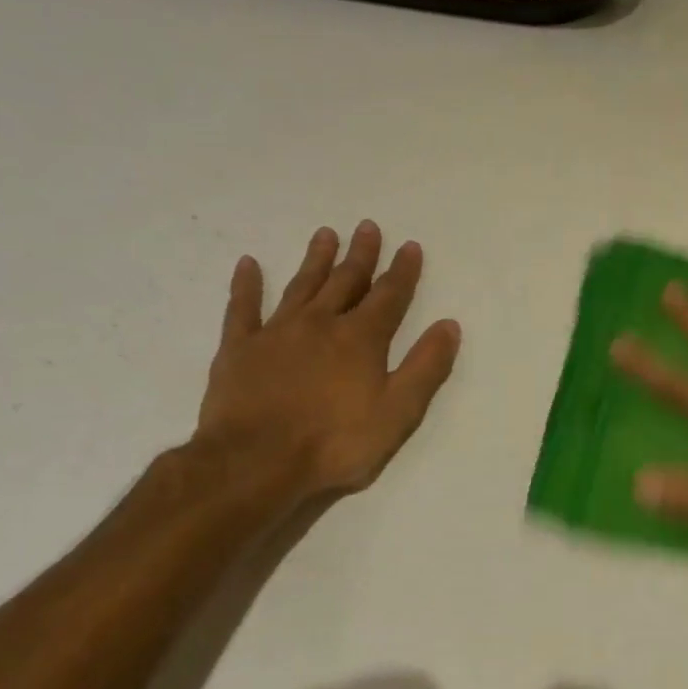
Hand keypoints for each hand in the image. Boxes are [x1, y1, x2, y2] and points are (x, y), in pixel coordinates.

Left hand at [194, 221, 460, 505]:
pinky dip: (246, 286)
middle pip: (345, 281)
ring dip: (315, 260)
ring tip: (325, 234)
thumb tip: (449, 325)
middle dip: (360, 255)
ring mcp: (276, 333)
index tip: (410, 246)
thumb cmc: (335, 441)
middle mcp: (320, 324)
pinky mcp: (238, 349)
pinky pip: (242, 308)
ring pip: (300, 286)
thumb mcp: (398, 412)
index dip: (402, 271)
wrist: (255, 462)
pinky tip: (248, 264)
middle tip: (367, 227)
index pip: (389, 296)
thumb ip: (426, 367)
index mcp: (361, 339)